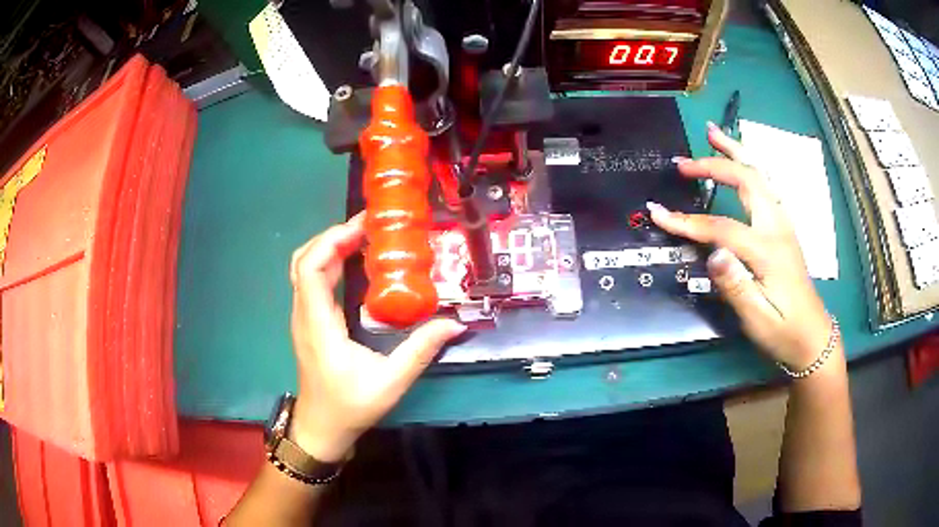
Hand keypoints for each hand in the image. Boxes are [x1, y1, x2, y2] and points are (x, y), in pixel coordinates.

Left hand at [287, 213, 465, 461]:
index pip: (309, 267)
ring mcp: (303, 319)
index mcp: (318, 324)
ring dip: (331, 248)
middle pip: (304, 260)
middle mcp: (304, 315)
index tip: (363, 228)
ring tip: (365, 238)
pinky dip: (330, 264)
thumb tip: (454, 324)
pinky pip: (312, 283)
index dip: (331, 240)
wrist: (321, 429)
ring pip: (305, 270)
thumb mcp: (391, 382)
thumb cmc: (350, 407)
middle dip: (333, 237)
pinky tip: (356, 265)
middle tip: (369, 227)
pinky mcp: (309, 324)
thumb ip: (421, 350)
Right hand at [648, 124, 832, 369]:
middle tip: (683, 162)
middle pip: (747, 181)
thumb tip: (712, 254)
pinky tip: (740, 160)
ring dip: (736, 151)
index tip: (657, 212)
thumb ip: (736, 286)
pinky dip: (749, 164)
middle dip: (714, 165)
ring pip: (760, 175)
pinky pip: (766, 185)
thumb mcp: (758, 319)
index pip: (722, 227)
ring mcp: (783, 224)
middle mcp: (777, 227)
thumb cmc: (784, 331)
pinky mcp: (784, 228)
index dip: (687, 221)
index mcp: (768, 251)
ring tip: (713, 133)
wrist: (813, 337)